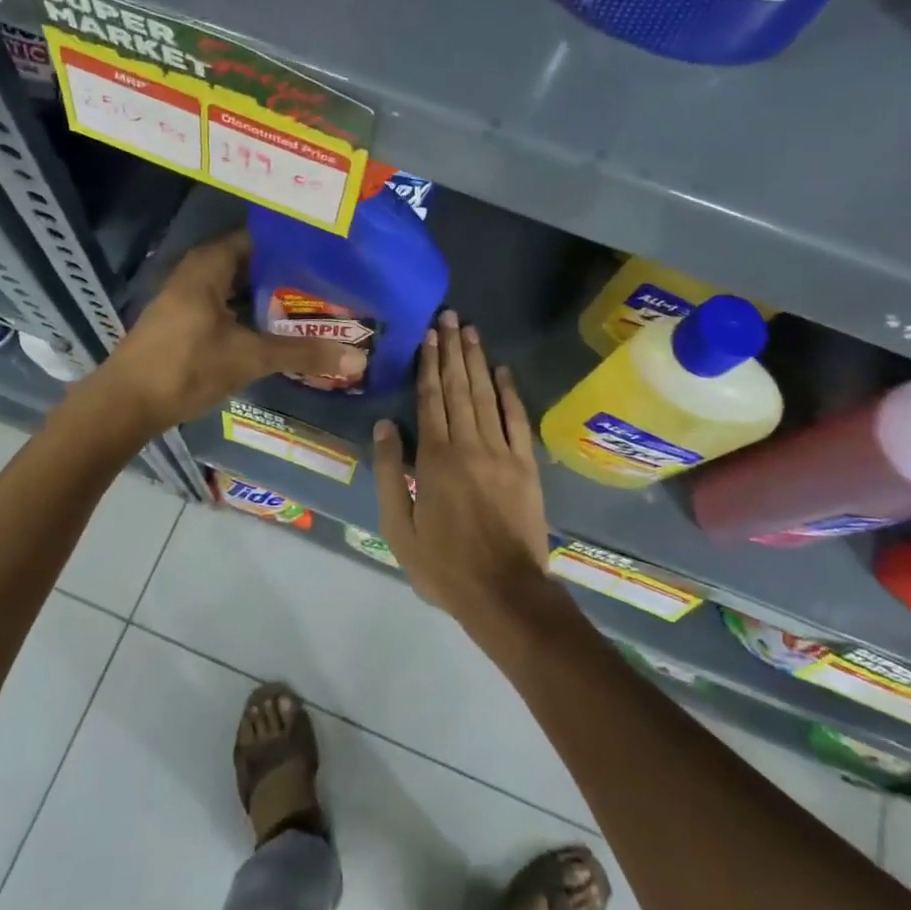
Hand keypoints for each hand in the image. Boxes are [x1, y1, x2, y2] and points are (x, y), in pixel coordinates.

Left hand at [93, 229, 364, 432]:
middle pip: (253, 263)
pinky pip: (229, 306)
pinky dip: (254, 313)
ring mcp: (190, 297)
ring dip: (272, 297)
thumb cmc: (186, 367)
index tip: (331, 254)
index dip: (294, 245)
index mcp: (211, 264)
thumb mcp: (249, 358)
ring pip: (241, 288)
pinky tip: (281, 328)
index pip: (261, 238)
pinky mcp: (187, 321)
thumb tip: (358, 359)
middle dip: (289, 274)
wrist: (125, 404)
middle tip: (333, 282)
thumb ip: (302, 354)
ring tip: (316, 304)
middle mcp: (199, 271)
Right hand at [373, 310, 550, 631]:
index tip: (428, 334)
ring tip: (470, 330)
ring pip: (486, 395)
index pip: (430, 399)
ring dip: (477, 361)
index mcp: (435, 458)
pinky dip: (510, 393)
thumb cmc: (443, 565)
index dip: (428, 364)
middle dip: (452, 350)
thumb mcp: (398, 527)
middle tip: (449, 317)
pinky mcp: (526, 465)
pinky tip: (503, 371)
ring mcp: (502, 452)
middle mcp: (469, 444)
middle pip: (459, 387)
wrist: (505, 592)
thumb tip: (384, 426)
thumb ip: (392, 473)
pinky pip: (517, 420)